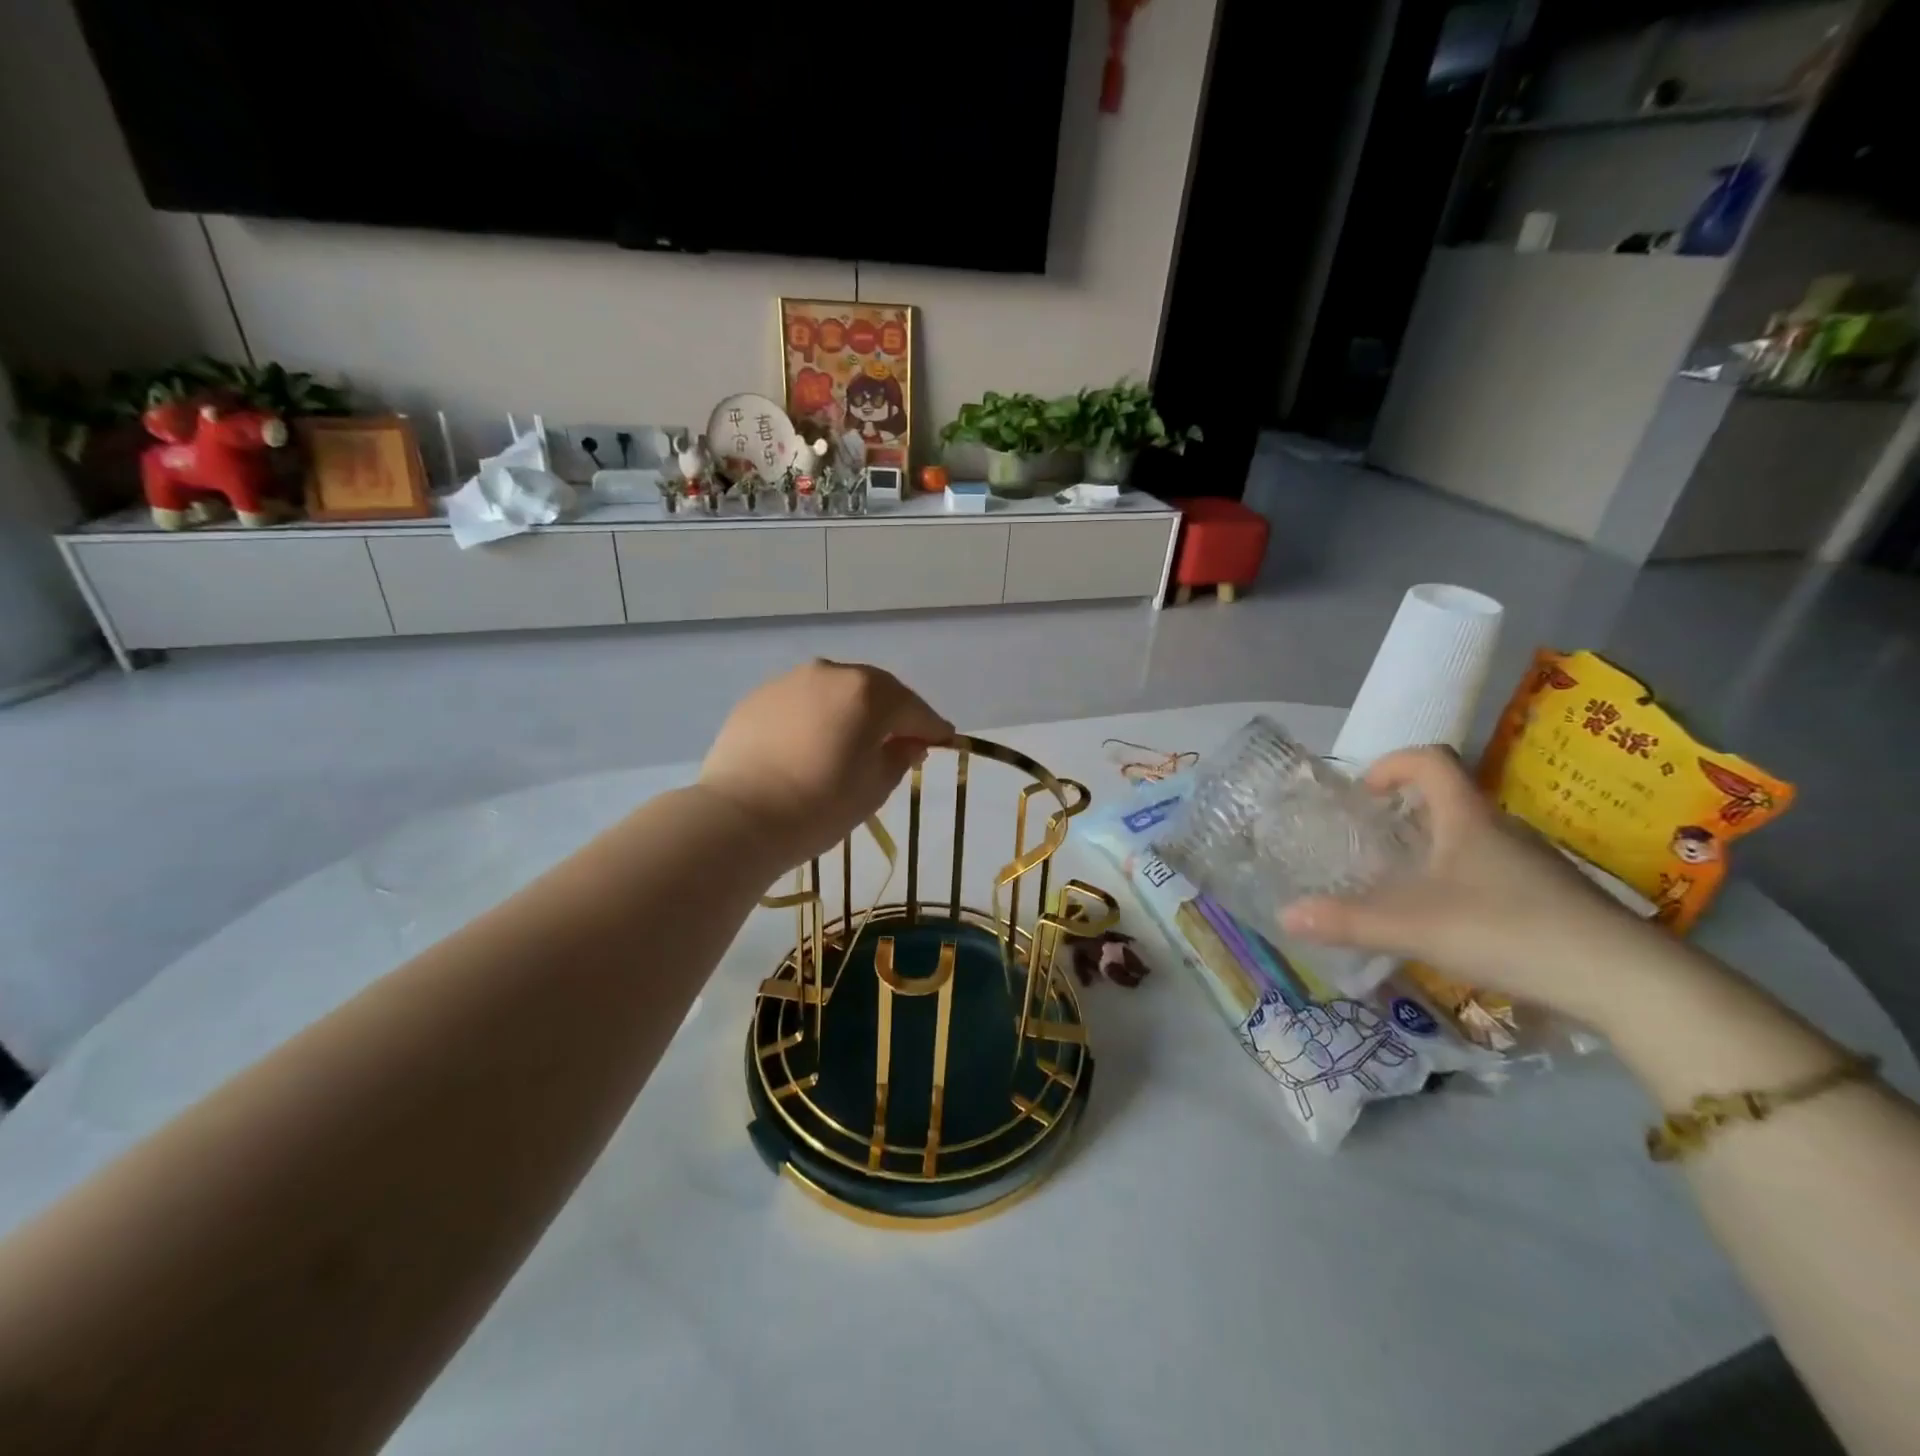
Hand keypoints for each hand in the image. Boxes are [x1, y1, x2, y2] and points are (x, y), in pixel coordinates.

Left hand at [698, 660, 952, 869]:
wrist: (738, 817)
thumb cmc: (820, 805)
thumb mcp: (875, 788)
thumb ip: (899, 757)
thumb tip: (908, 744)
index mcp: (868, 692)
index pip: (913, 709)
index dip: (932, 727)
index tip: (945, 740)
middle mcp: (831, 673)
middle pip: (874, 691)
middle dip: (892, 714)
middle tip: (901, 742)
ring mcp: (790, 682)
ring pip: (835, 693)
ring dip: (851, 712)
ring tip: (853, 743)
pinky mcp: (758, 698)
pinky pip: (802, 703)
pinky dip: (816, 717)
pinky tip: (811, 745)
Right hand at [1280, 747, 1650, 1021]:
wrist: (1628, 981)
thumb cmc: (1510, 930)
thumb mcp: (1414, 926)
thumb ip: (1347, 920)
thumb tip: (1284, 914)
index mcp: (1467, 818)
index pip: (1430, 759)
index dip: (1392, 764)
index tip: (1364, 794)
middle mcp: (1501, 829)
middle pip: (1449, 799)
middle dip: (1405, 814)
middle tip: (1372, 845)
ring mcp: (1533, 863)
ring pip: (1472, 838)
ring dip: (1434, 849)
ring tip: (1403, 886)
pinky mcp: (1554, 897)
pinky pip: (1495, 871)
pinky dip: (1464, 881)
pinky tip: (1453, 923)